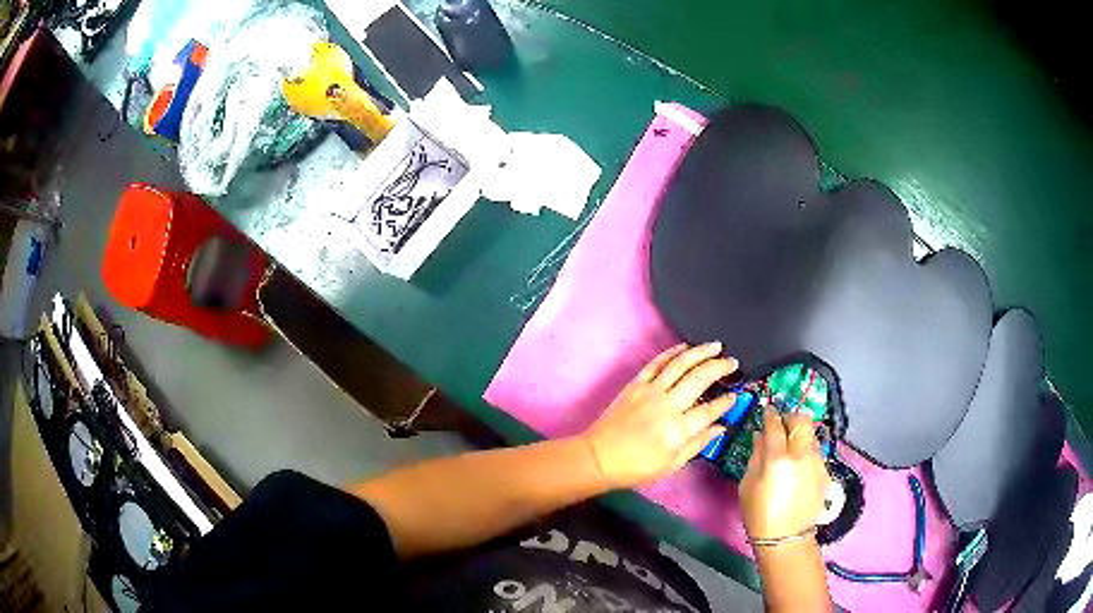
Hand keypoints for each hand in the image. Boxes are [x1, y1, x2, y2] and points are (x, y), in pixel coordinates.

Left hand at [579, 342, 738, 488]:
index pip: (710, 410)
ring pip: (680, 364)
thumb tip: (720, 428)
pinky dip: (672, 352)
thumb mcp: (671, 465)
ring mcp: (650, 391)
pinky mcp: (636, 384)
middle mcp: (667, 405)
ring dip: (701, 352)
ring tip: (716, 346)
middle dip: (720, 368)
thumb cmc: (636, 467)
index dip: (726, 402)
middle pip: (699, 379)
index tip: (736, 395)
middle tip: (732, 363)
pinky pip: (657, 363)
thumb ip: (697, 444)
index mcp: (678, 430)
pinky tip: (685, 348)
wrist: (598, 457)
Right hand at [740, 409, 829, 540]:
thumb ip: (756, 456)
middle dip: (791, 417)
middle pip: (802, 420)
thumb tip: (761, 436)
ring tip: (790, 446)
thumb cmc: (759, 514)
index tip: (766, 411)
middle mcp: (801, 453)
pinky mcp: (825, 471)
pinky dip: (806, 451)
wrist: (786, 538)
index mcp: (778, 457)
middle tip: (782, 425)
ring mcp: (817, 461)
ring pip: (811, 434)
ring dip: (800, 434)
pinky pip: (816, 451)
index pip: (775, 424)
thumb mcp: (748, 485)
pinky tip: (798, 466)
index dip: (770, 414)